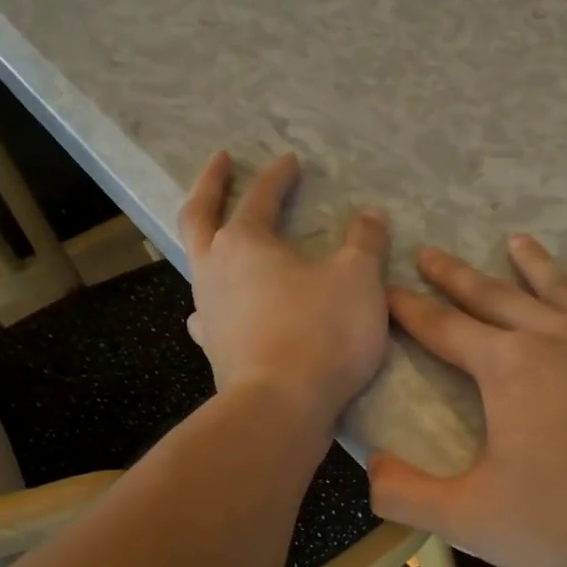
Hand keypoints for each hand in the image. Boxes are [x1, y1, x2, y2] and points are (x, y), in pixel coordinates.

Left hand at [180, 151, 390, 434]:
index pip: (261, 196)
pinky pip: (207, 316)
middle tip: (220, 163)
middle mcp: (214, 270)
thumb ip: (365, 242)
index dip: (278, 176)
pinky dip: (214, 305)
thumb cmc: (321, 334)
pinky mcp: (214, 350)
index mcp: (246, 242)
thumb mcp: (359, 280)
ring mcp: (208, 312)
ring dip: (207, 243)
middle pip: (200, 215)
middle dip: (211, 185)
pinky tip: (220, 311)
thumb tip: (370, 215)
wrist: (282, 407)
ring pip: (196, 265)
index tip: (291, 160)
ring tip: (218, 238)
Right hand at [369, 236, 566, 566]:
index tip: (388, 287)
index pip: (443, 329)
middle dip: (457, 277)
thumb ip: (407, 494)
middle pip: (496, 297)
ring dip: (534, 266)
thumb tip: (369, 467)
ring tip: (515, 242)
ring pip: (565, 290)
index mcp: (507, 369)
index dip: (409, 309)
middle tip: (431, 252)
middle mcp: (558, 336)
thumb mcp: (470, 521)